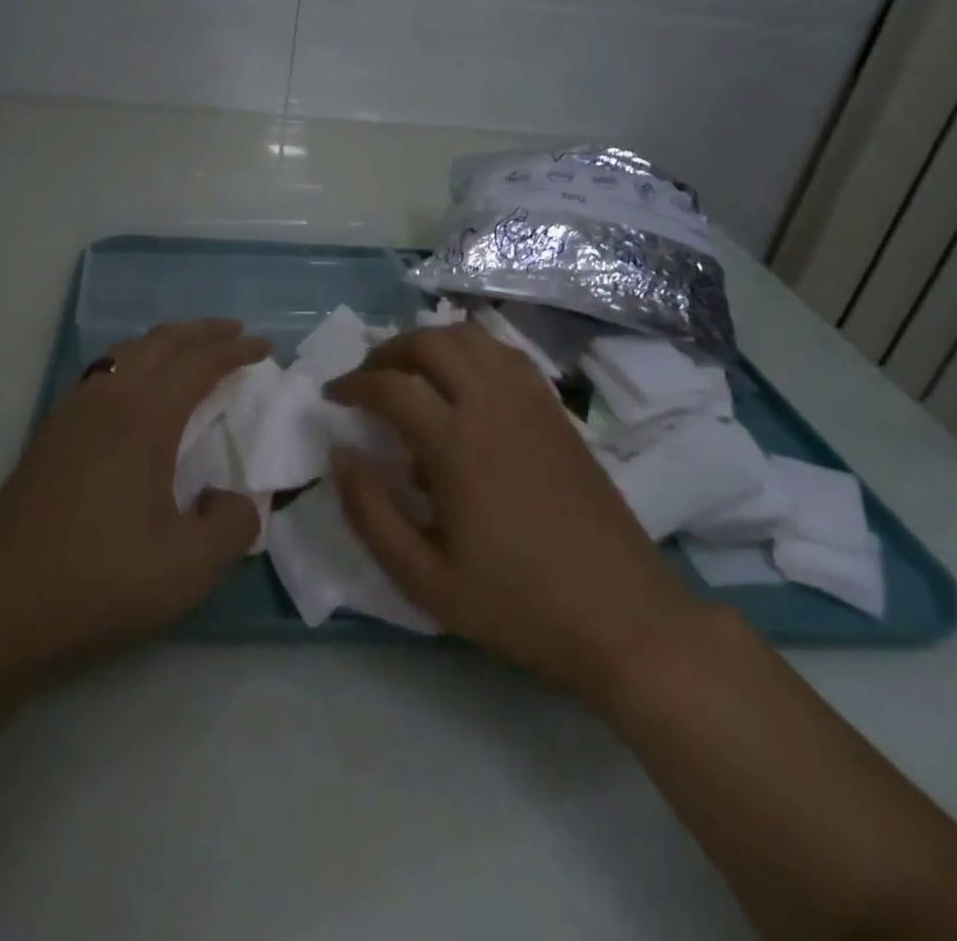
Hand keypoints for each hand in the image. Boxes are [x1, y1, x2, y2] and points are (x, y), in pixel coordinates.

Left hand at [0, 319, 267, 671]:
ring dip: (165, 344)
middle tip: (235, 332)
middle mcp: (107, 399)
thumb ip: (233, 526)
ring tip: (191, 353)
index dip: (236, 350)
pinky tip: (137, 391)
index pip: (198, 364)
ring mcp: (71, 413)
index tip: (264, 346)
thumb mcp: (189, 567)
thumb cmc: (99, 581)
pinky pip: (102, 374)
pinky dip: (134, 363)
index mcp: (143, 418)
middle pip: (161, 342)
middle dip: (203, 332)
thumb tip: (233, 499)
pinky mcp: (50, 434)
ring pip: (126, 353)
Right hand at [326, 322, 701, 704]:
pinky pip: (505, 354)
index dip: (352, 384)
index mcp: (456, 444)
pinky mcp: (556, 410)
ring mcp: (531, 402)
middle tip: (368, 380)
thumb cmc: (518, 604)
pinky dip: (471, 351)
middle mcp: (493, 405)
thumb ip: (370, 514)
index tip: (333, 397)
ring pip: (470, 337)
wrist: (623, 618)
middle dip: (388, 352)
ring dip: (430, 343)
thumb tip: (339, 454)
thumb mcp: (424, 580)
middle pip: (430, 342)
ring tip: (411, 374)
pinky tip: (464, 384)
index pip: (390, 386)